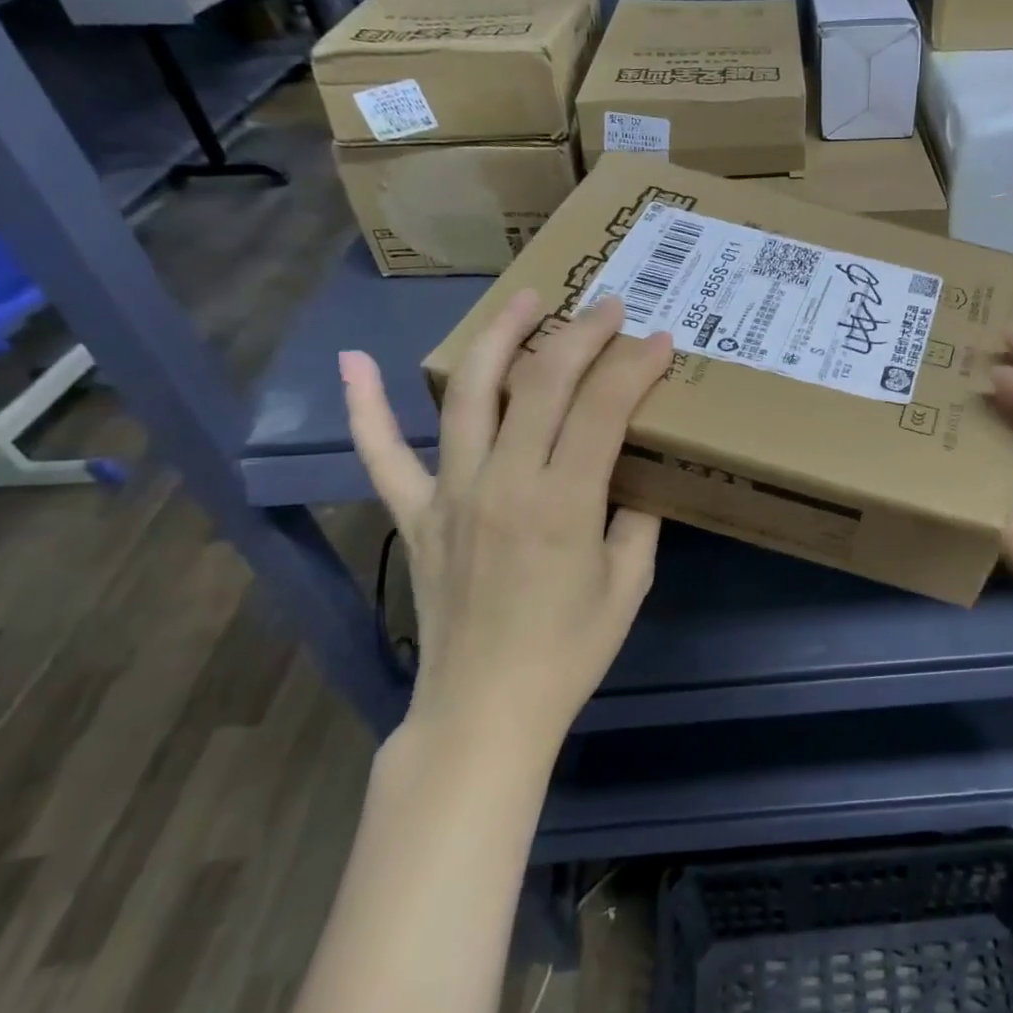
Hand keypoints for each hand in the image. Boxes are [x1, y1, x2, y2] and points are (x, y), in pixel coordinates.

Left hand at [339, 292, 673, 760]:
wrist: (484, 712)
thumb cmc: (568, 652)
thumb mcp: (628, 583)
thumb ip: (637, 518)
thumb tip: (635, 476)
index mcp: (563, 503)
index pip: (603, 408)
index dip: (635, 365)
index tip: (659, 339)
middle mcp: (503, 483)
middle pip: (541, 384)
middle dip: (581, 335)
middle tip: (607, 306)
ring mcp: (449, 494)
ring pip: (469, 395)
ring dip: (499, 338)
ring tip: (525, 300)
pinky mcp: (415, 515)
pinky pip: (382, 456)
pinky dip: (364, 408)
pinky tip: (353, 361)